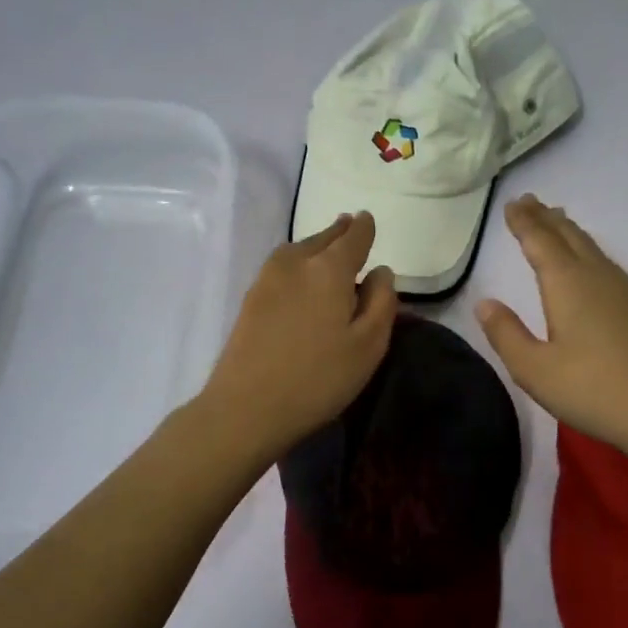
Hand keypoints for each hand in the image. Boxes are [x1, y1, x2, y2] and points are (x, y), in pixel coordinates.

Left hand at [199, 212, 397, 463]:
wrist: (246, 407)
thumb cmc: (318, 379)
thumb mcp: (369, 345)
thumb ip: (382, 302)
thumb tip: (381, 271)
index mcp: (329, 269)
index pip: (353, 237)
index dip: (364, 227)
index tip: (368, 219)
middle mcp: (296, 262)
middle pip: (323, 238)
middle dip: (339, 231)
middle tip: (350, 225)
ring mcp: (267, 278)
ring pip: (299, 249)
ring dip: (316, 244)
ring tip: (328, 246)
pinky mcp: (251, 298)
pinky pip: (282, 265)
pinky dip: (298, 261)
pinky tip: (302, 274)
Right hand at [476, 195, 627, 461]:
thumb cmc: (592, 390)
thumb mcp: (534, 369)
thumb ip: (506, 333)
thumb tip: (485, 303)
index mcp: (566, 283)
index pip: (539, 241)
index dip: (523, 222)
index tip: (511, 204)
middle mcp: (595, 276)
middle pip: (567, 236)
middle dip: (545, 217)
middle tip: (528, 201)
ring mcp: (621, 290)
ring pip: (589, 246)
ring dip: (567, 230)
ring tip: (555, 219)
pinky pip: (603, 261)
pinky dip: (586, 248)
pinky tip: (589, 261)